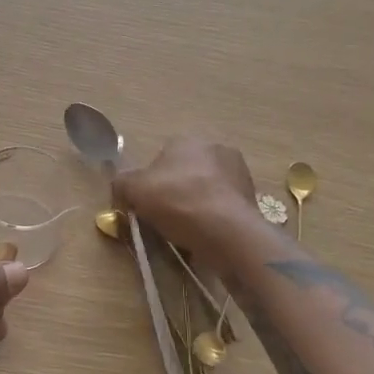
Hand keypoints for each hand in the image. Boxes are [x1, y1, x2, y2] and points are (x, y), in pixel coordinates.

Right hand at [113, 137, 260, 259]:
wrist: (227, 231)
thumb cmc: (178, 201)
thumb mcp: (134, 190)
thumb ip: (122, 183)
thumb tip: (121, 186)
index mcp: (188, 139)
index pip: (162, 156)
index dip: (151, 181)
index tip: (147, 203)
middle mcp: (216, 148)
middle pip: (186, 171)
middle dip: (176, 191)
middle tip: (165, 216)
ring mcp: (238, 172)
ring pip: (207, 189)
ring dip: (197, 204)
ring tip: (186, 230)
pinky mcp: (252, 197)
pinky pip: (223, 206)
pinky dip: (214, 217)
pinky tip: (205, 234)